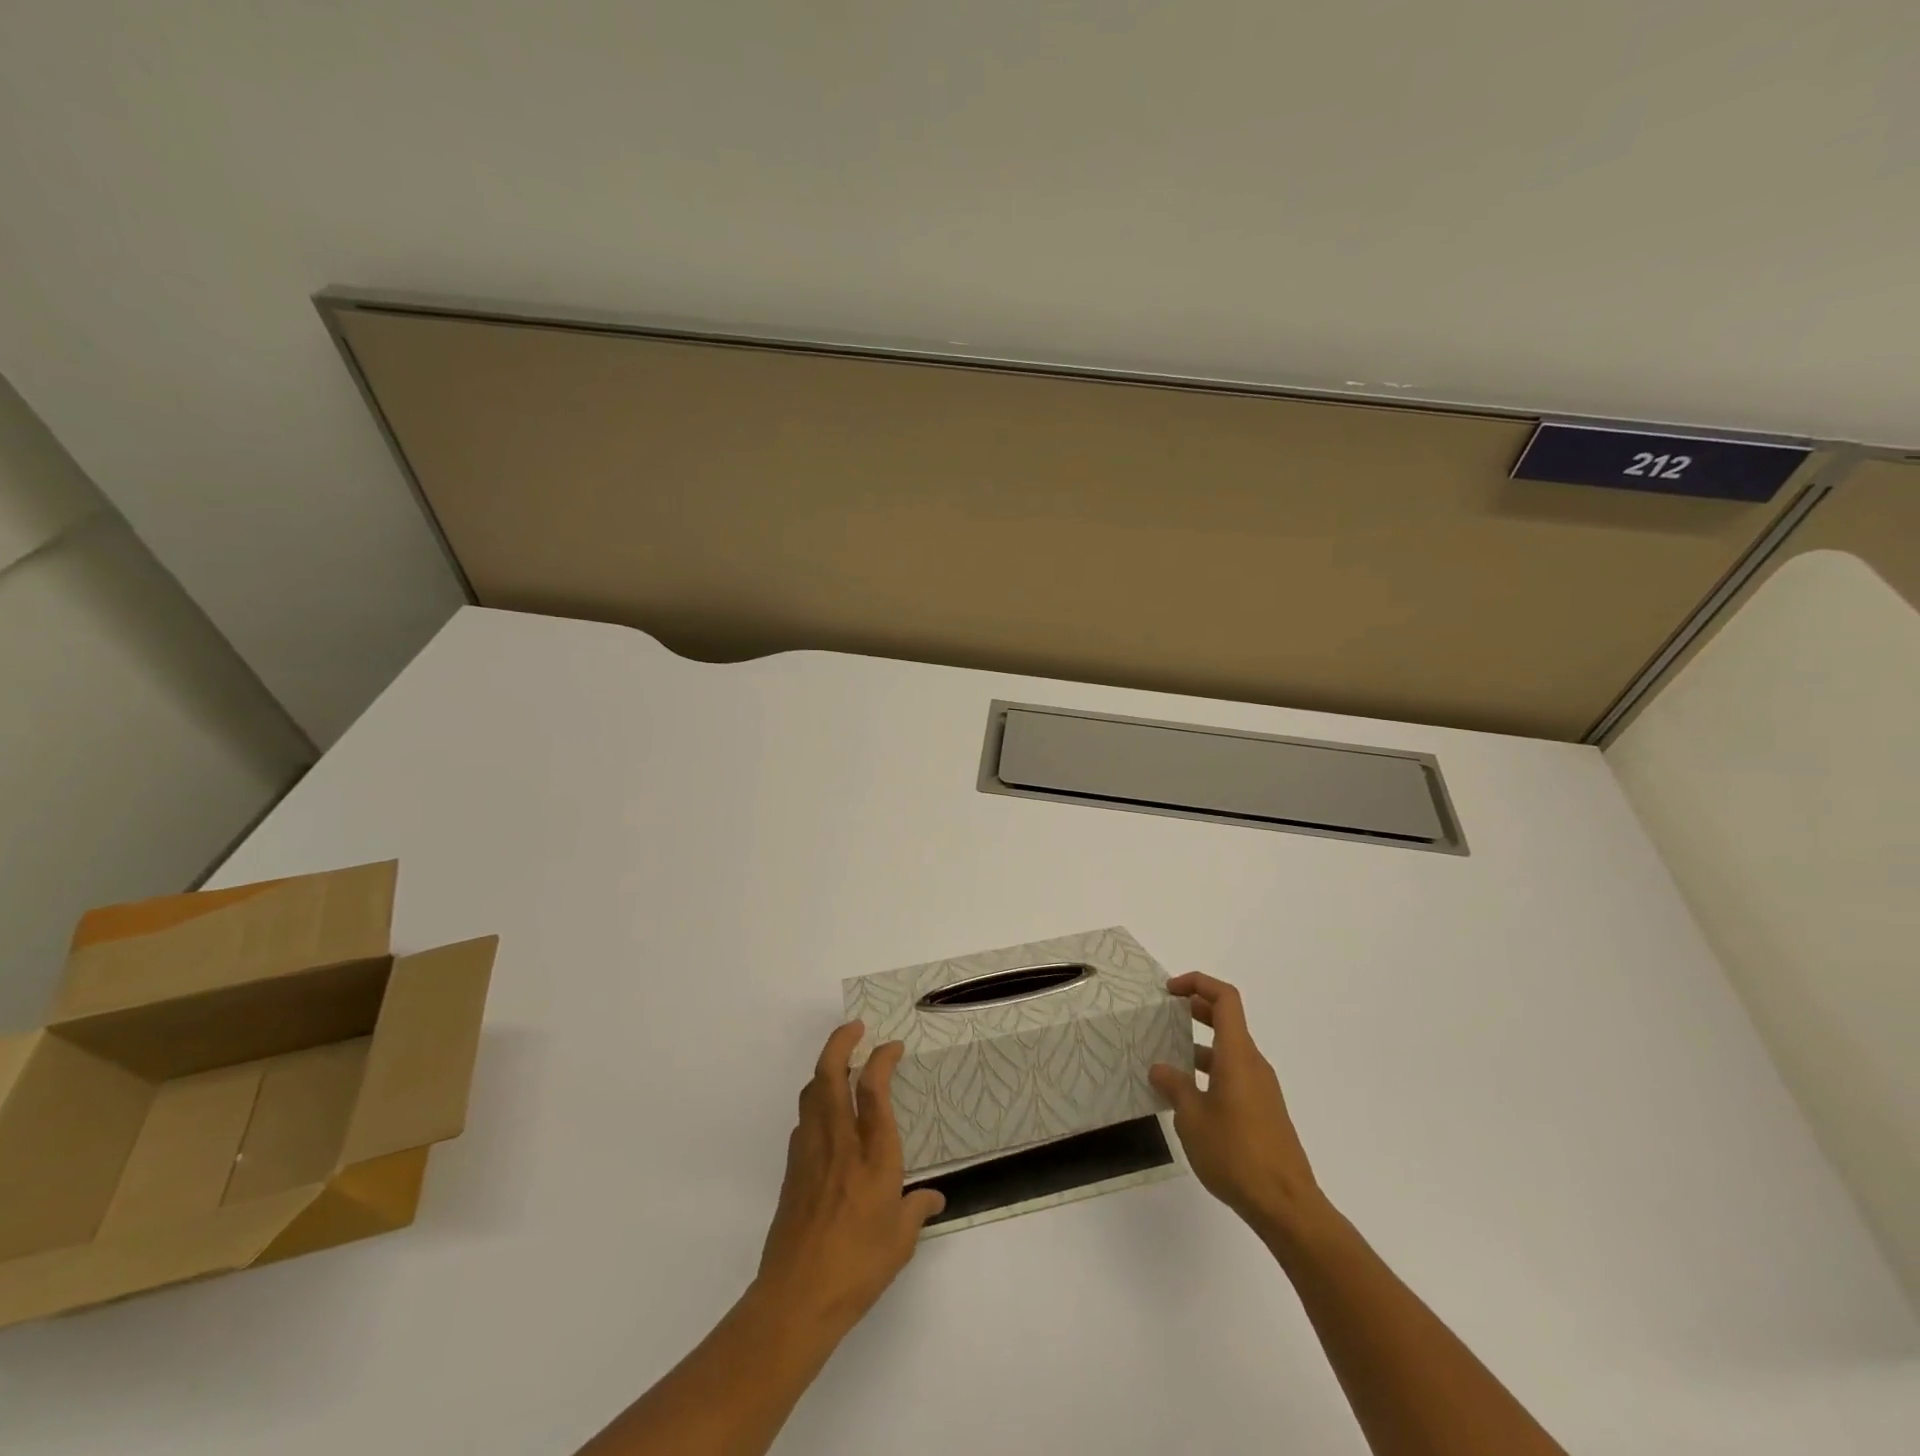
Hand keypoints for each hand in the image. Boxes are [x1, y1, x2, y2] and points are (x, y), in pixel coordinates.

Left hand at [753, 1022, 944, 1335]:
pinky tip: (826, 1117)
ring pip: (811, 1092)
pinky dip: (815, 1104)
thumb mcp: (901, 1241)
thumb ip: (918, 1210)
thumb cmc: (858, 1267)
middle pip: (830, 1074)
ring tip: (841, 1064)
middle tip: (855, 1028)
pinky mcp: (792, 1170)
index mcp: (873, 1155)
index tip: (892, 1046)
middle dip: (840, 1042)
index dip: (882, 1058)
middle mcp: (839, 1142)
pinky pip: (804, 1121)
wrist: (796, 1298)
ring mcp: (810, 1153)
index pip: (874, 1089)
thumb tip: (935, 1198)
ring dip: (825, 1069)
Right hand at [1150, 972, 1326, 1243]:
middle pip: (1227, 1021)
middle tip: (1164, 1016)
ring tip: (1166, 1060)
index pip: (1225, 999)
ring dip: (1199, 1046)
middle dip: (1195, 1010)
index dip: (1198, 983)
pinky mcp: (1263, 1112)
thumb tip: (1160, 1068)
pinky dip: (1210, 1072)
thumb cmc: (1236, 1154)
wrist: (1286, 1205)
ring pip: (1229, 1051)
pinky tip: (1188, 1098)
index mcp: (1238, 1055)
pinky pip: (1234, 1076)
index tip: (1170, 991)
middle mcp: (1253, 1064)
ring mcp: (1261, 1089)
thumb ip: (1175, 1087)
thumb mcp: (1193, 1118)